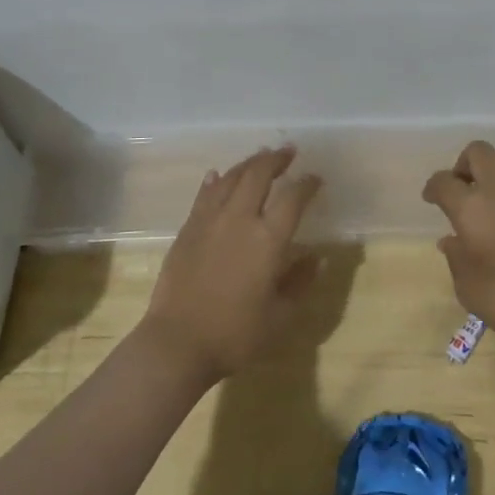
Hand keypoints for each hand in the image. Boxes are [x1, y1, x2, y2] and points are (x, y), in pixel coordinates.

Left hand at [141, 146, 324, 381]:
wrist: (177, 343)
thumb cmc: (235, 334)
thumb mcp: (280, 316)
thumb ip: (300, 282)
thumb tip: (316, 258)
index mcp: (268, 239)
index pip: (293, 198)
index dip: (307, 184)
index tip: (316, 178)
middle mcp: (239, 219)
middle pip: (259, 174)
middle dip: (276, 159)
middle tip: (287, 152)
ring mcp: (209, 220)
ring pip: (230, 177)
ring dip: (248, 164)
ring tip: (259, 158)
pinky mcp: (187, 229)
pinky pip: (204, 194)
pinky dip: (215, 180)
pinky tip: (217, 175)